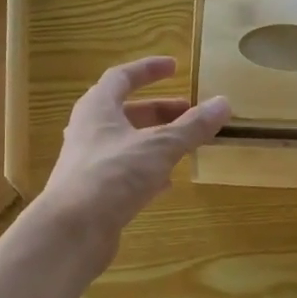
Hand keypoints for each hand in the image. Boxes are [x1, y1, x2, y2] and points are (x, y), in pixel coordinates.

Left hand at [39, 56, 230, 248]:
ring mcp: (89, 163)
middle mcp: (89, 130)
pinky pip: (124, 172)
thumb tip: (223, 102)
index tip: (175, 67)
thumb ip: (192, 127)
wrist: (72, 230)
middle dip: (159, 111)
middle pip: (126, 112)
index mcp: (97, 108)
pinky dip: (147, 170)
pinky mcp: (93, 192)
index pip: (122, 77)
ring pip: (126, 143)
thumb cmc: (113, 175)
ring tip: (185, 146)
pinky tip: (167, 183)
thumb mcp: (159, 147)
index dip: (148, 70)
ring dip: (155, 141)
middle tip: (190, 113)